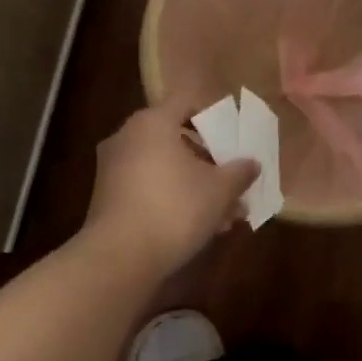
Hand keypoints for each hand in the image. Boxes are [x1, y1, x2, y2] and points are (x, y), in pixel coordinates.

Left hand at [83, 99, 258, 277]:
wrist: (120, 257)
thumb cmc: (175, 208)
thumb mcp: (219, 190)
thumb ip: (239, 172)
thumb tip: (252, 163)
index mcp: (152, 123)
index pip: (186, 103)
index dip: (212, 117)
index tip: (233, 138)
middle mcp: (127, 138)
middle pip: (176, 140)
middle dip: (210, 163)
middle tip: (234, 183)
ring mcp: (113, 169)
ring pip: (165, 169)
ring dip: (196, 187)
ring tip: (226, 215)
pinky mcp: (108, 199)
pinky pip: (149, 189)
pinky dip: (173, 200)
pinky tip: (200, 228)